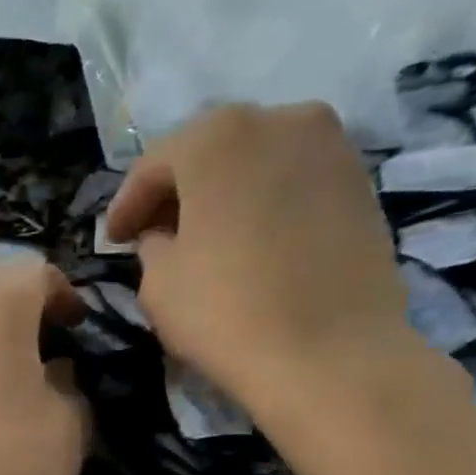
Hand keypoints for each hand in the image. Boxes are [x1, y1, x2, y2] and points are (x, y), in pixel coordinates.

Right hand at [104, 103, 414, 410]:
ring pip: (256, 162)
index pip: (154, 165)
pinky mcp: (362, 182)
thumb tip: (166, 238)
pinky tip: (250, 242)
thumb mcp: (157, 281)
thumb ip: (152, 245)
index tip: (113, 239)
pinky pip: (293, 182)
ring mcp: (331, 147)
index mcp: (217, 137)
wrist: (330, 353)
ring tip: (204, 237)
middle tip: (154, 232)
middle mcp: (279, 120)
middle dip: (177, 191)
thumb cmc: (225, 310)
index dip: (127, 204)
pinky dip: (264, 203)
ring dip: (224, 194)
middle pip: (210, 151)